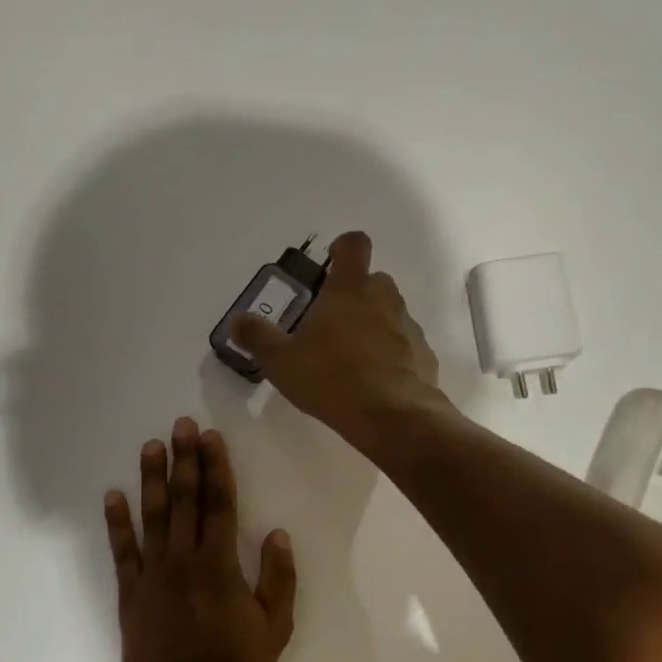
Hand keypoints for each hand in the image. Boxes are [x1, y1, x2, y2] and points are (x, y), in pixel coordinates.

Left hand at [104, 417, 296, 661]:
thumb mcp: (275, 627)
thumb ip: (279, 578)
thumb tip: (277, 534)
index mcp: (220, 565)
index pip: (219, 504)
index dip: (216, 468)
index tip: (211, 438)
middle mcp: (184, 561)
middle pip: (185, 501)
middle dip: (185, 460)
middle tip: (182, 425)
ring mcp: (153, 576)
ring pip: (152, 518)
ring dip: (152, 479)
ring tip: (151, 446)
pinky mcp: (130, 595)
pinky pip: (122, 553)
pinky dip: (117, 523)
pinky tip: (113, 495)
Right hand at [229, 231, 443, 450]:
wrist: (392, 416)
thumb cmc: (331, 379)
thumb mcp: (281, 361)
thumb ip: (258, 337)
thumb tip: (237, 320)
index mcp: (349, 290)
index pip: (353, 245)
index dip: (343, 248)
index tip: (331, 263)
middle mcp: (384, 299)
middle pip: (374, 281)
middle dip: (356, 294)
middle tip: (333, 324)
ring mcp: (409, 327)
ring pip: (391, 314)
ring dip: (375, 326)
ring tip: (353, 359)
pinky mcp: (424, 356)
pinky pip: (406, 346)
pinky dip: (393, 356)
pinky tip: (376, 382)